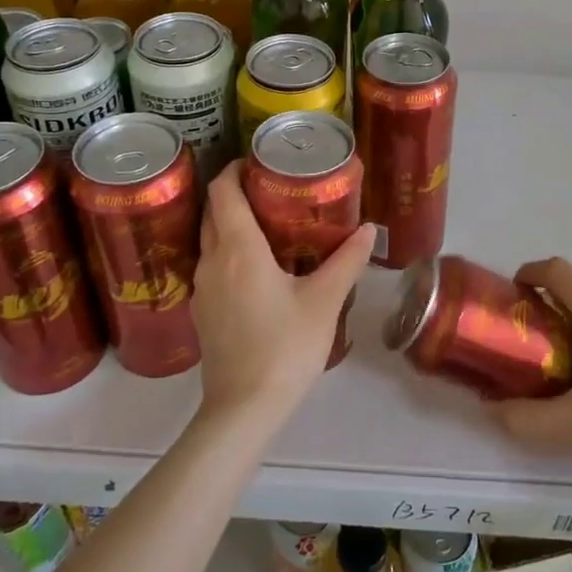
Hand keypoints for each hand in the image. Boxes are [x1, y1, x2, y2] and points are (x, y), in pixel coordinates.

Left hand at [190, 162, 374, 425]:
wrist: (244, 408)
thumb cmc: (286, 347)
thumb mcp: (324, 301)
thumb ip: (346, 261)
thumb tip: (369, 230)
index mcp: (238, 249)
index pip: (222, 191)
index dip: (234, 168)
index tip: (258, 162)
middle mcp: (212, 261)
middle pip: (212, 211)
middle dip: (234, 192)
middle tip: (271, 189)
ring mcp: (202, 288)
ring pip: (209, 239)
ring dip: (230, 223)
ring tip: (267, 223)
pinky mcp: (203, 311)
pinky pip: (210, 265)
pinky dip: (227, 251)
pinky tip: (256, 267)